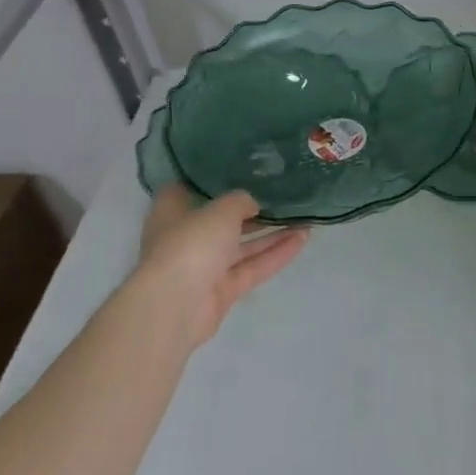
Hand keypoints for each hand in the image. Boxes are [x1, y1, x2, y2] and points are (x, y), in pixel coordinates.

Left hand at [131, 187, 307, 349]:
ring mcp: (204, 267)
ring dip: (272, 233)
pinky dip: (276, 254)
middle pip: (222, 220)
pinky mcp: (222, 291)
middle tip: (282, 194)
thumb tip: (252, 204)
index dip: (211, 180)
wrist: (175, 305)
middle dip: (251, 210)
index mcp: (172, 212)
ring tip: (304, 217)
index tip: (238, 169)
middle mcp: (186, 237)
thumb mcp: (221, 209)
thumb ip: (241, 200)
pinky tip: (303, 239)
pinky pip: (252, 267)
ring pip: (242, 246)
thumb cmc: (190, 242)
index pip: (188, 189)